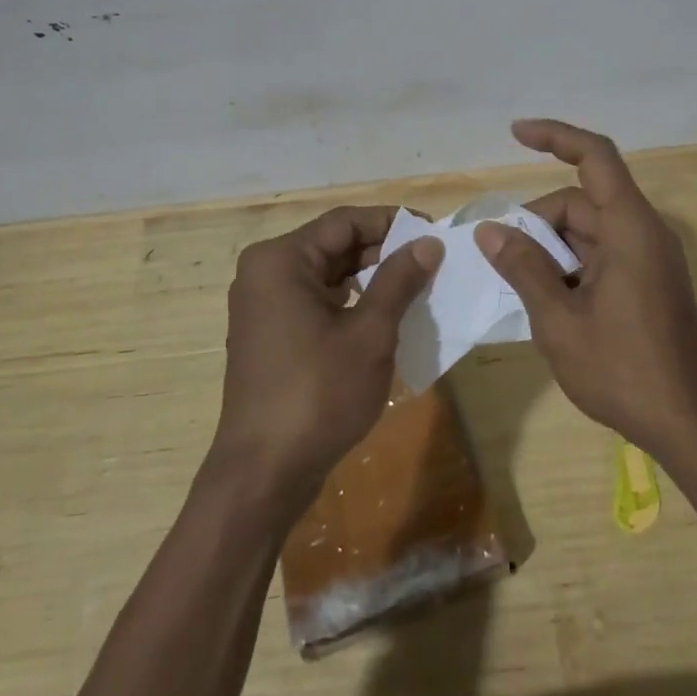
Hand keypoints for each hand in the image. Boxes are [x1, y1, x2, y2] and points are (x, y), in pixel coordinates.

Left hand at [213, 206, 442, 504]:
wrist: (264, 473)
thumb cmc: (318, 394)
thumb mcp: (370, 333)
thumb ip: (399, 280)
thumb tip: (428, 243)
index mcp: (280, 260)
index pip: (344, 222)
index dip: (392, 222)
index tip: (433, 234)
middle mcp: (264, 272)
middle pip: (333, 245)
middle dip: (382, 251)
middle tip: (430, 263)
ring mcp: (263, 305)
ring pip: (326, 274)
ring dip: (369, 277)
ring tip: (414, 288)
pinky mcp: (269, 333)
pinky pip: (314, 300)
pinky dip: (349, 302)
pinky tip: (383, 316)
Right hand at [474, 119, 696, 463]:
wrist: (689, 425)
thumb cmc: (623, 370)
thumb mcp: (559, 320)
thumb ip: (523, 268)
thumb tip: (490, 231)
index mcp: (630, 228)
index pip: (595, 156)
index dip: (555, 136)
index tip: (516, 133)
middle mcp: (644, 232)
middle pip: (582, 200)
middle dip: (537, 221)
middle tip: (500, 259)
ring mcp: (649, 259)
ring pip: (589, 231)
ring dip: (551, 249)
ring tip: (520, 286)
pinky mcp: (649, 282)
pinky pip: (602, 255)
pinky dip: (570, 266)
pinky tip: (547, 299)